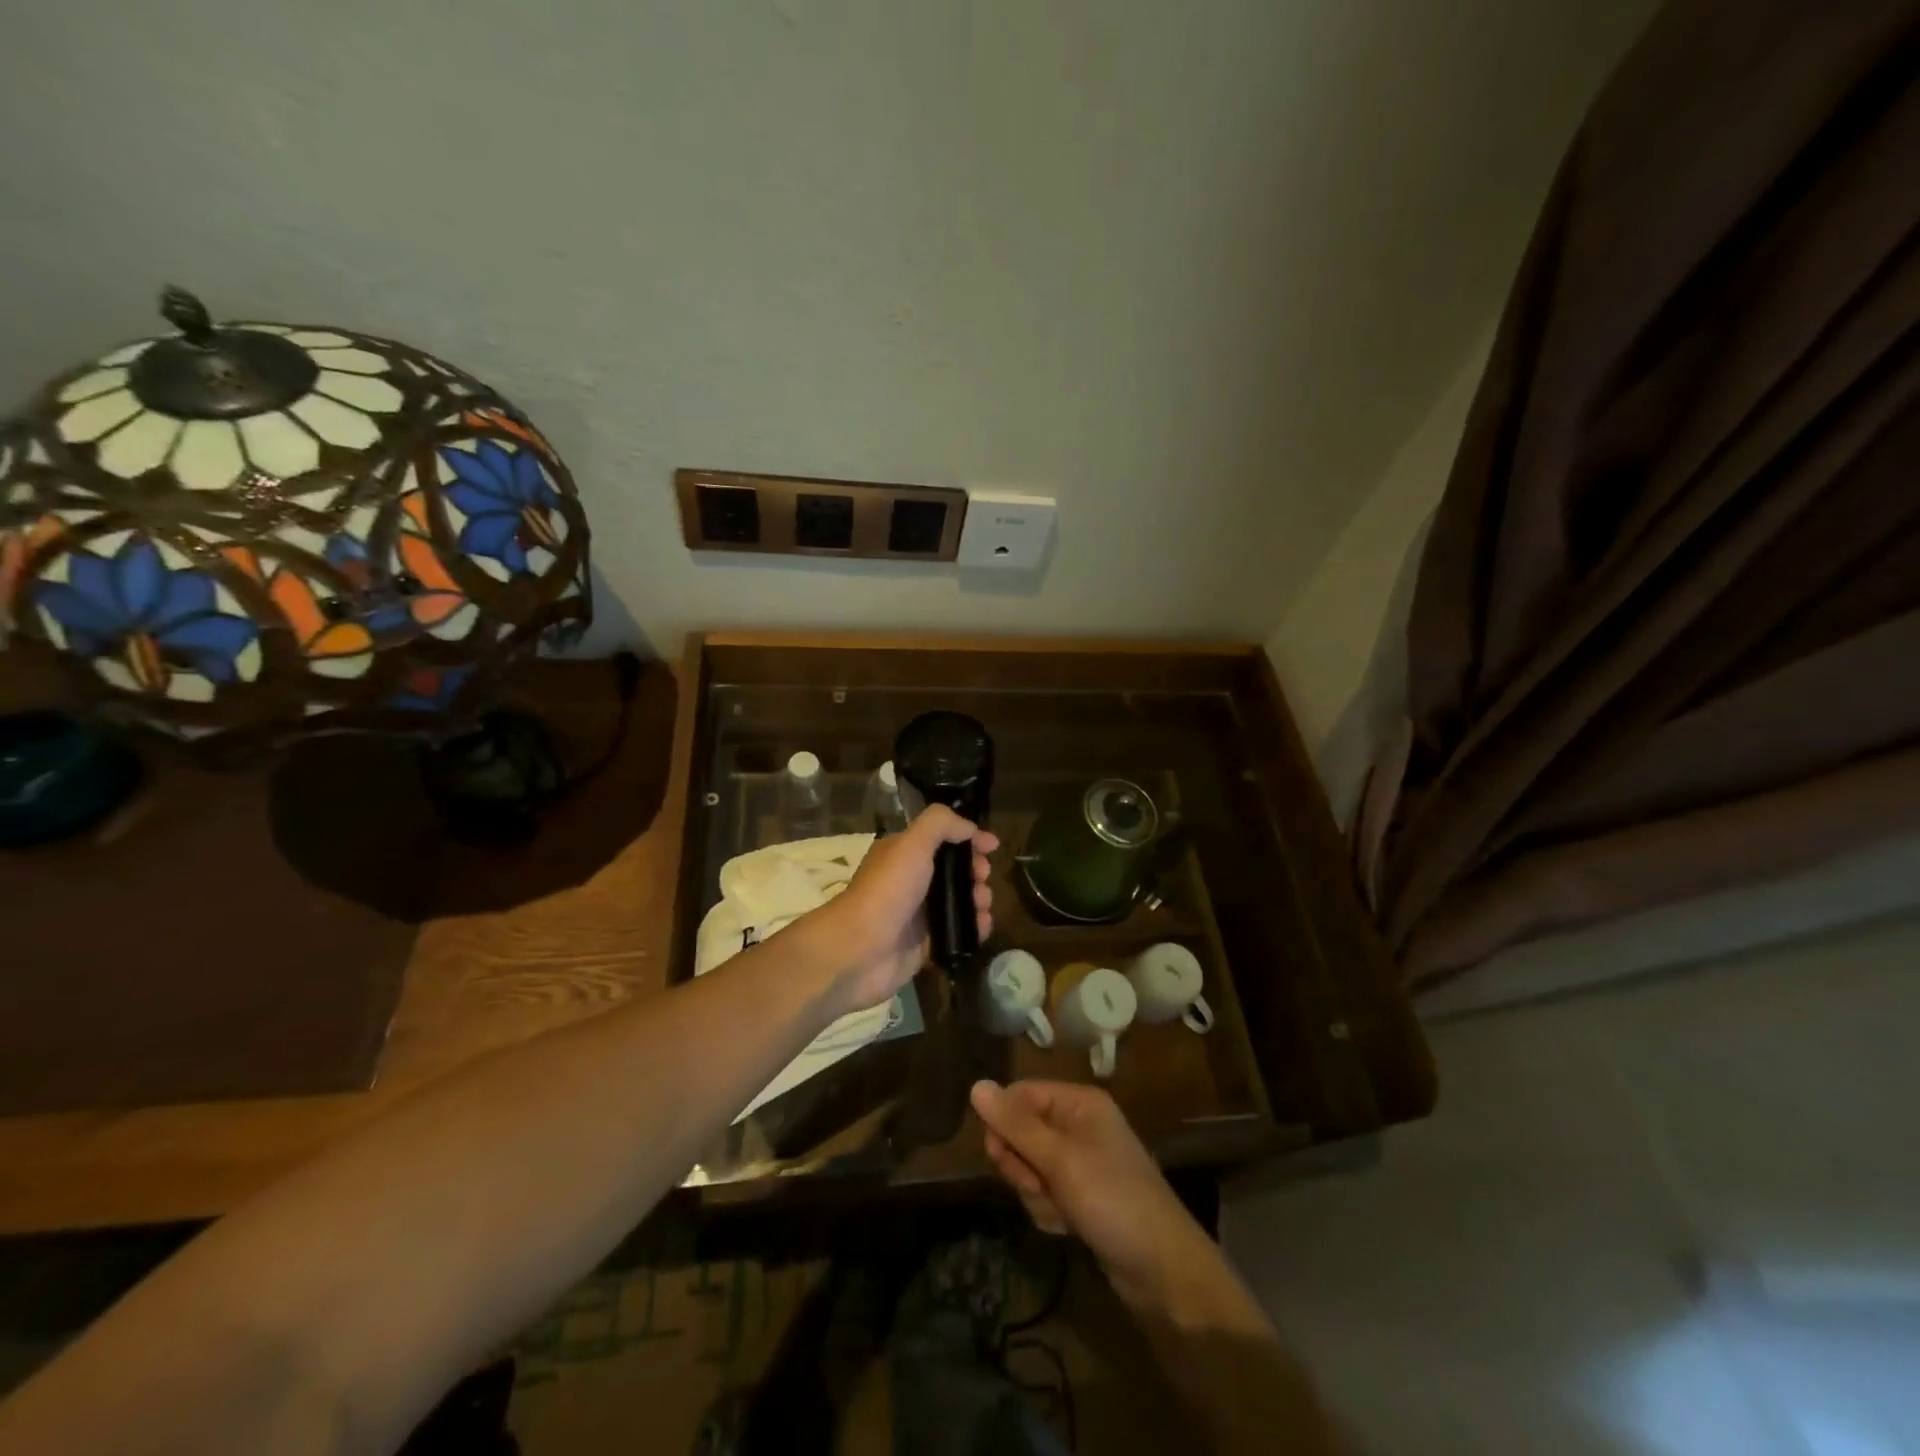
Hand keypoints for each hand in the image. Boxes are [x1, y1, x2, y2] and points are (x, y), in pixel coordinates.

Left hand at [799, 805, 996, 1014]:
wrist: (860, 951)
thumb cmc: (887, 891)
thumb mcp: (912, 844)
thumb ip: (941, 824)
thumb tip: (971, 828)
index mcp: (905, 853)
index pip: (944, 839)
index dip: (969, 839)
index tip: (993, 846)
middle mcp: (912, 880)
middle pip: (956, 870)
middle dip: (976, 871)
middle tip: (982, 879)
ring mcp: (919, 914)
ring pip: (960, 901)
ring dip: (979, 900)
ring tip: (982, 906)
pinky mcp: (926, 944)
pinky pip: (959, 932)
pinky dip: (974, 928)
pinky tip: (981, 928)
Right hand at [971, 1080, 1267, 1331]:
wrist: (1163, 1272)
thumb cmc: (1113, 1201)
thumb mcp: (1060, 1160)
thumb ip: (1016, 1125)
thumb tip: (976, 1084)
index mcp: (1079, 1102)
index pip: (1020, 1094)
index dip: (1004, 1123)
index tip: (998, 1155)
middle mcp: (1078, 1124)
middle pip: (1021, 1132)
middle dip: (1023, 1166)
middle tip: (1041, 1186)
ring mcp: (1080, 1162)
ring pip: (1028, 1167)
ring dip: (1036, 1194)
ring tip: (1063, 1212)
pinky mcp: (1080, 1195)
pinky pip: (1044, 1193)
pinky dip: (1049, 1211)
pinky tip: (1068, 1227)